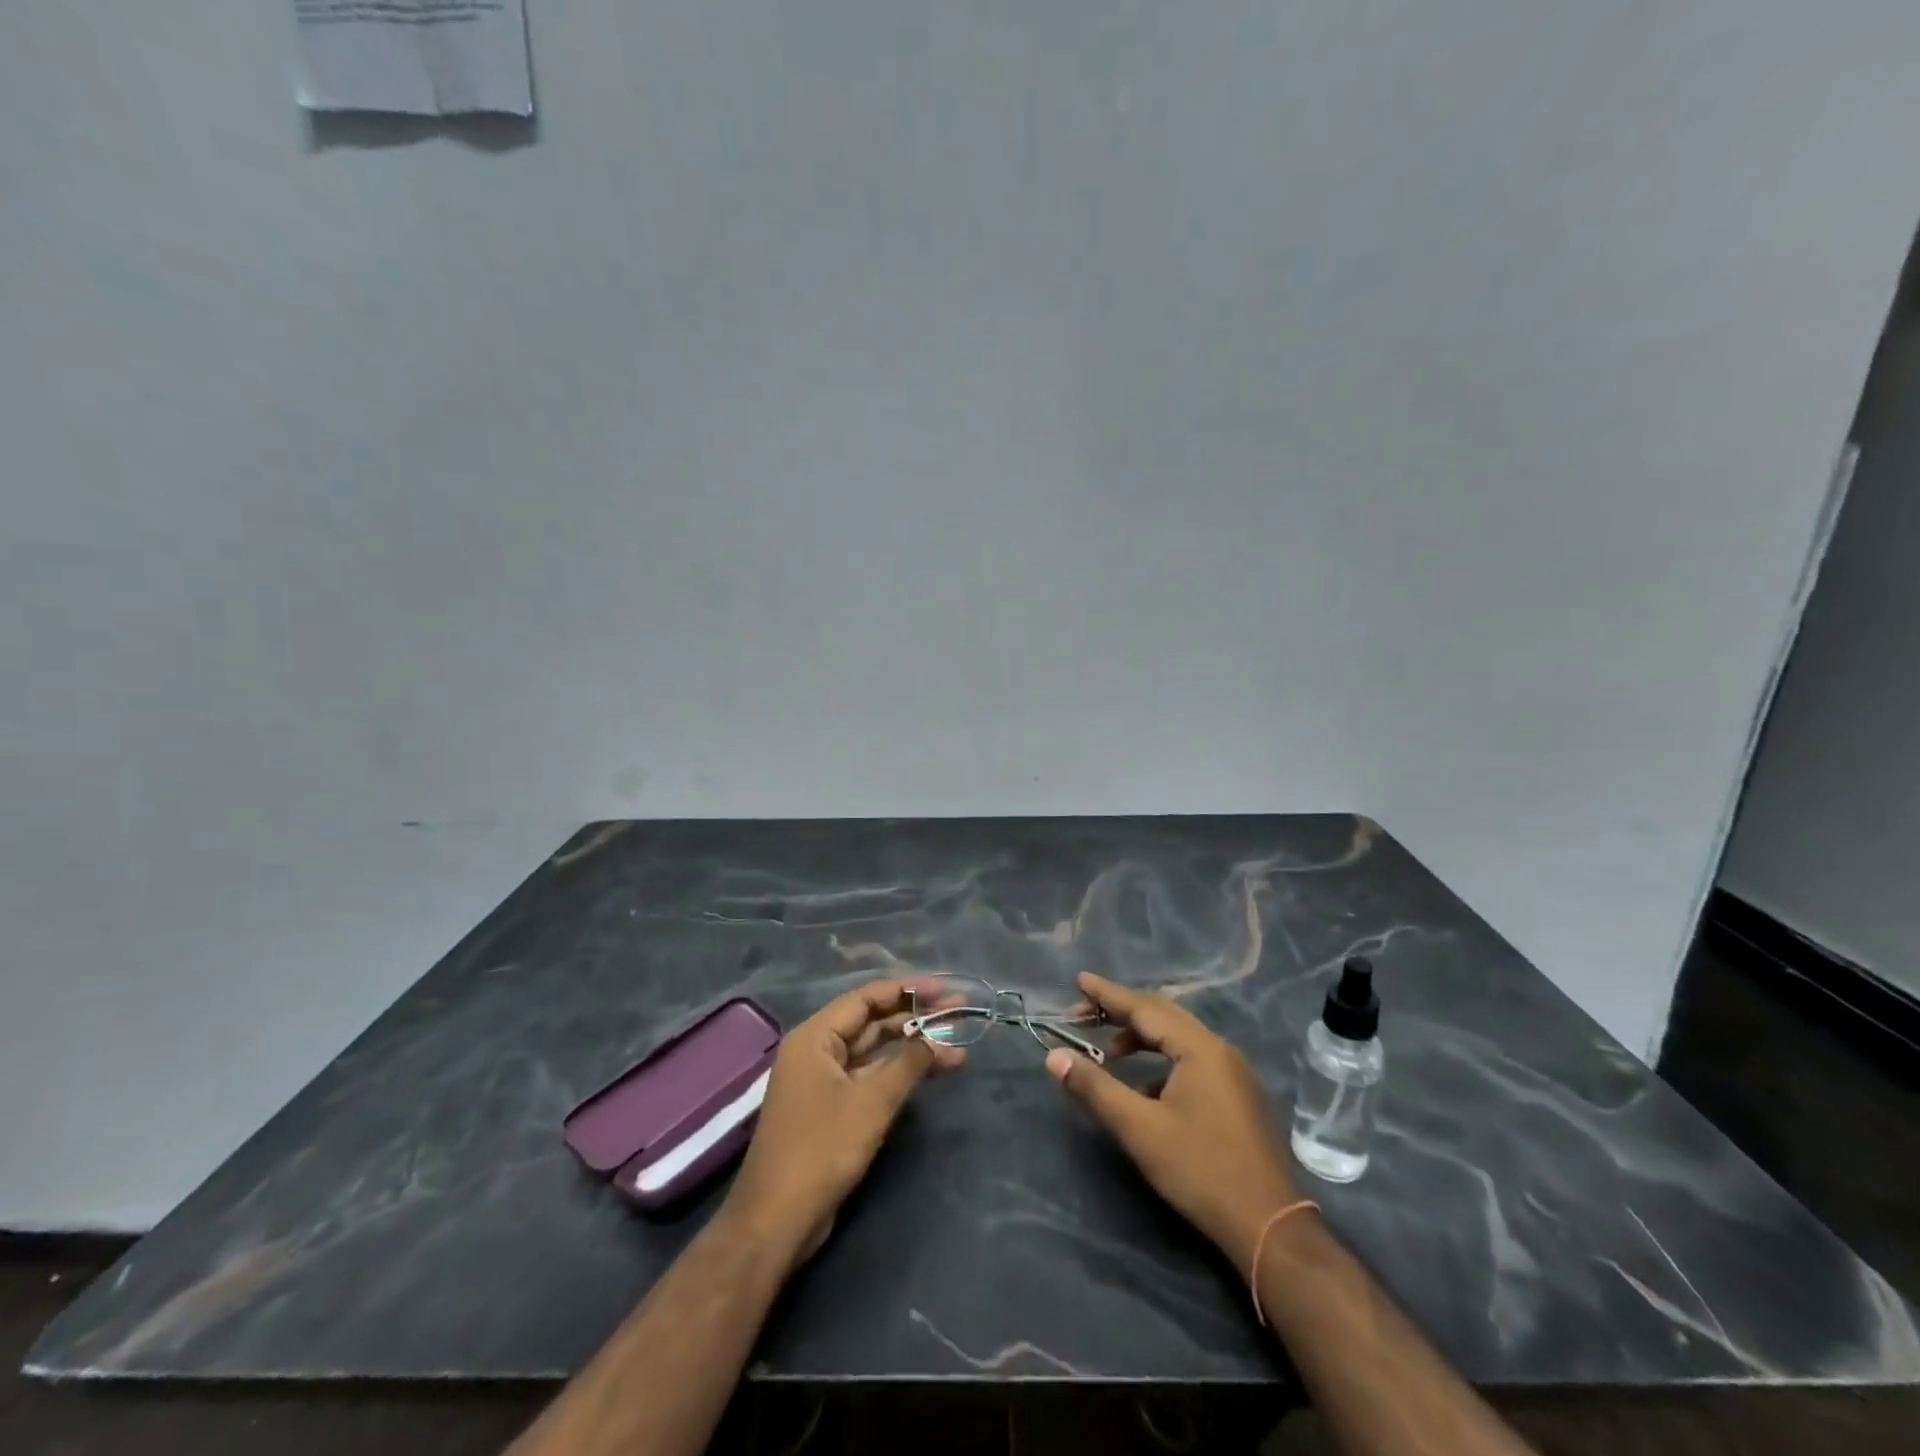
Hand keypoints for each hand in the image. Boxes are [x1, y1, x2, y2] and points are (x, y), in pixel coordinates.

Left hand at [723, 978, 964, 1269]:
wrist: (777, 1222)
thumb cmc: (821, 1150)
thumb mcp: (871, 1102)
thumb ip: (907, 1063)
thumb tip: (937, 1036)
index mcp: (815, 1037)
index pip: (866, 998)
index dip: (907, 990)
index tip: (944, 990)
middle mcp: (817, 1050)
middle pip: (872, 1022)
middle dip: (915, 1018)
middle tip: (959, 1013)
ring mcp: (824, 1080)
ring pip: (875, 1051)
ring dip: (913, 1048)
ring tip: (958, 1048)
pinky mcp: (833, 1108)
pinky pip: (871, 1076)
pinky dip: (900, 1073)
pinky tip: (932, 1074)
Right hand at [1046, 972, 1302, 1277]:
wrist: (1270, 1228)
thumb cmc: (1201, 1170)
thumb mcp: (1140, 1129)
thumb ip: (1095, 1088)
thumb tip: (1054, 1057)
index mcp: (1200, 1048)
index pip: (1145, 1008)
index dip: (1108, 994)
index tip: (1079, 980)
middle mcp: (1220, 1050)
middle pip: (1163, 1016)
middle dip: (1122, 1011)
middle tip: (1084, 1012)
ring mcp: (1233, 1074)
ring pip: (1178, 1039)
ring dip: (1142, 1038)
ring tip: (1109, 1051)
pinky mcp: (1237, 1097)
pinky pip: (1191, 1060)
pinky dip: (1161, 1061)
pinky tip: (1143, 1087)